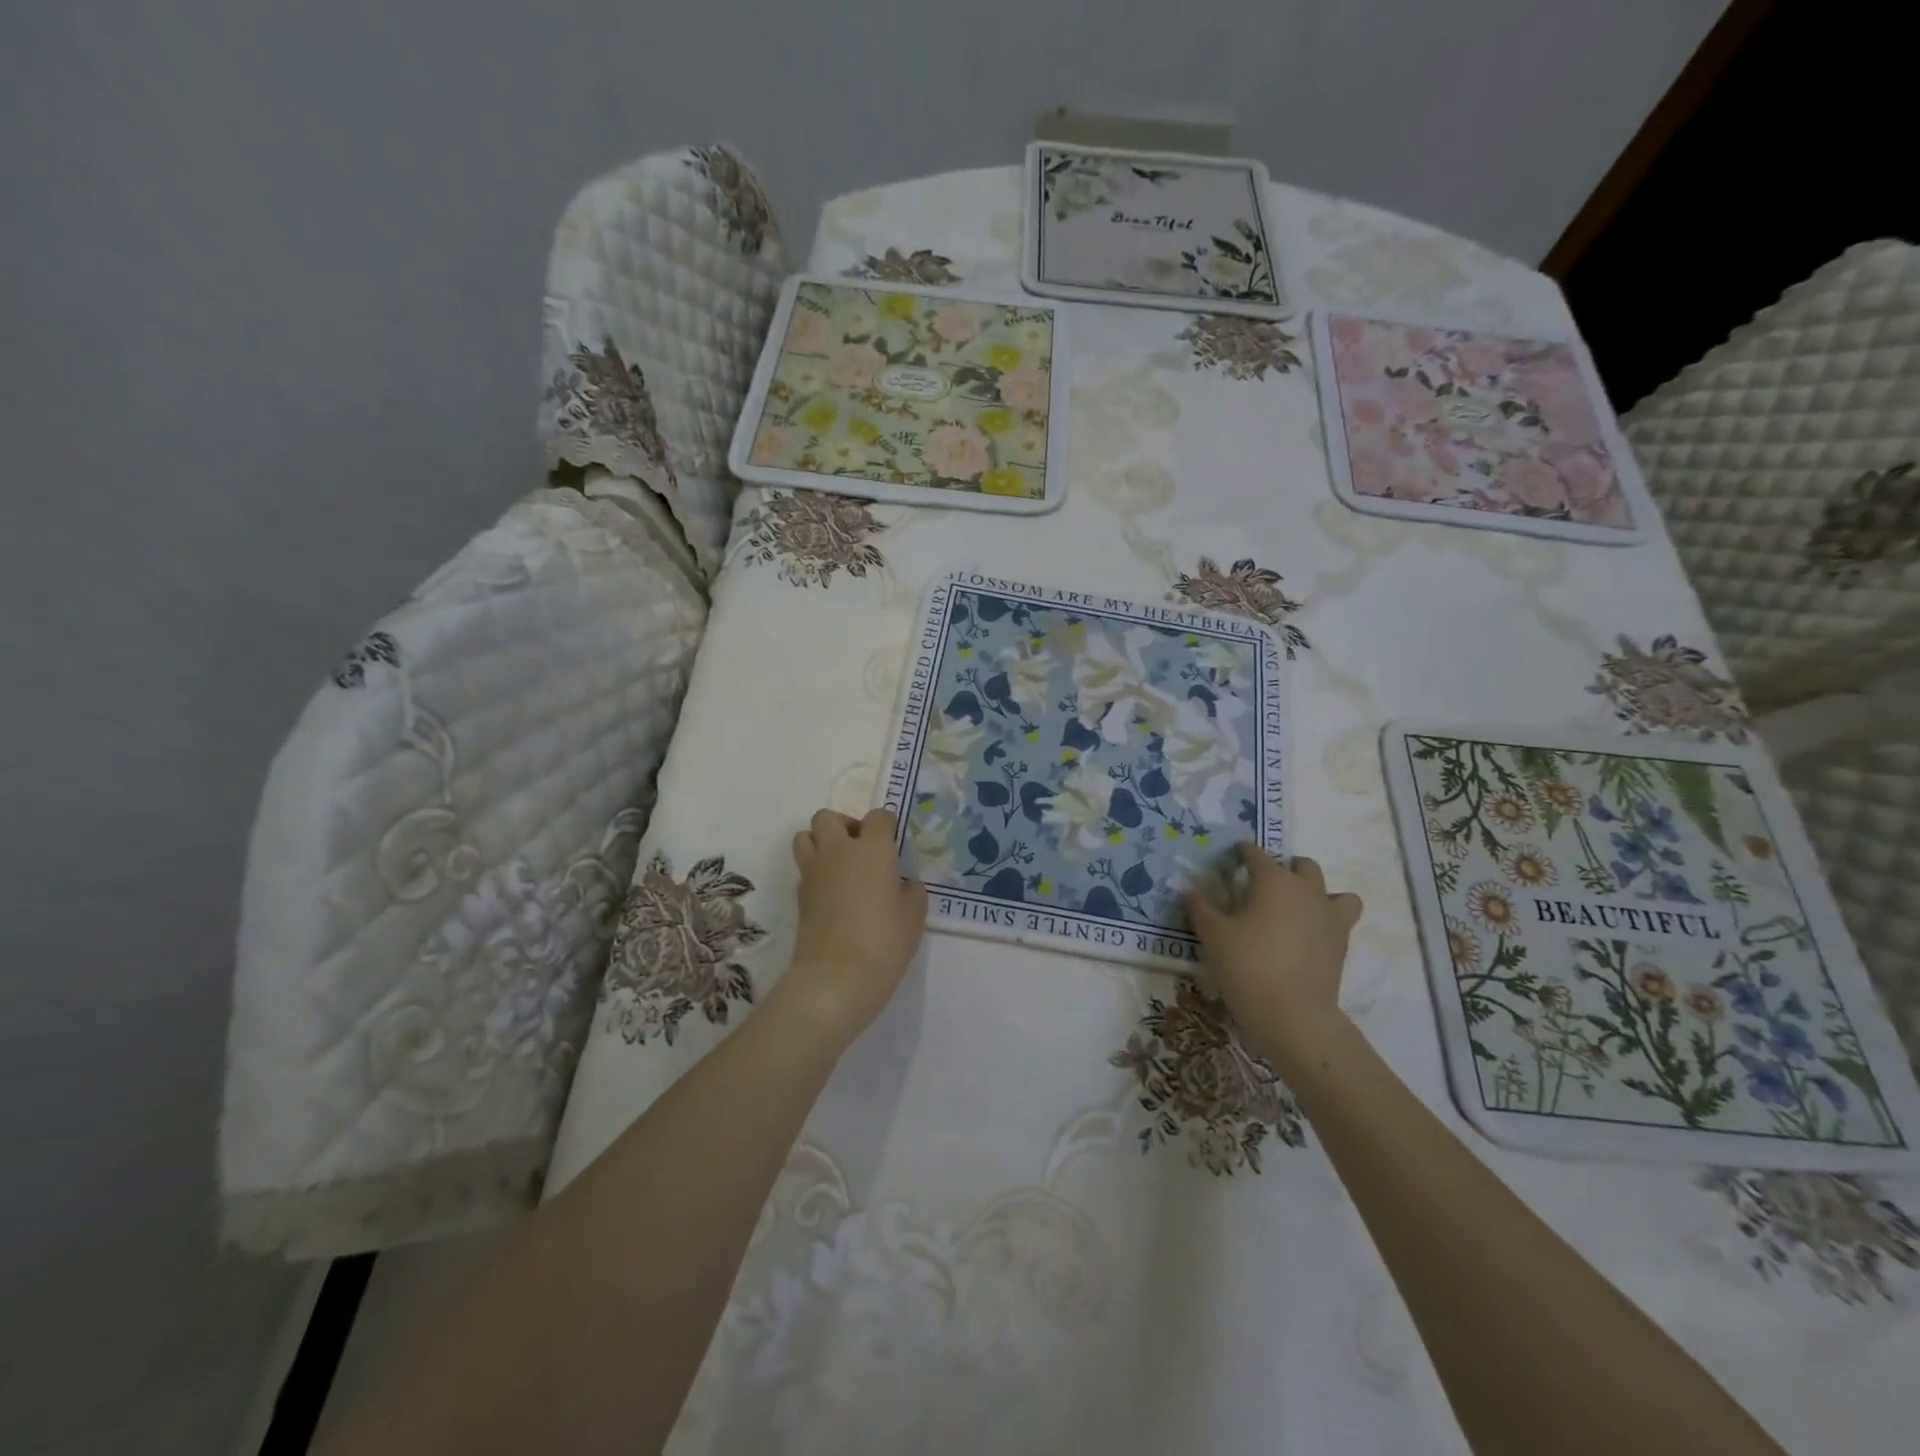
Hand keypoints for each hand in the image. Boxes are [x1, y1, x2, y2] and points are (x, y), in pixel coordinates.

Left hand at [779, 808, 927, 1042]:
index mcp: (872, 849)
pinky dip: (816, 871)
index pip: (878, 816)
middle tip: (861, 849)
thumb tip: (904, 883)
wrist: (836, 977)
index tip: (893, 842)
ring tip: (841, 866)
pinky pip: (804, 868)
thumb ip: (911, 891)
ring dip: (821, 843)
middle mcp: (838, 851)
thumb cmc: (884, 941)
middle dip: (844, 825)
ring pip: (805, 836)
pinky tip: (833, 894)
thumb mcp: (914, 916)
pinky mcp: (799, 895)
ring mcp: (813, 872)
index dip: (886, 825)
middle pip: (828, 817)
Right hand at [1185, 843, 1362, 1069]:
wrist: (1292, 1013)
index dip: (1242, 852)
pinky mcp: (1342, 942)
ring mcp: (1329, 916)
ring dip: (1316, 893)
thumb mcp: (1212, 934)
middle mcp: (1305, 890)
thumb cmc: (1247, 965)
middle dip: (1284, 869)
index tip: (1232, 857)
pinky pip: (1342, 919)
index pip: (1256, 853)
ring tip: (1296, 909)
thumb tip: (1188, 888)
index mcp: (1272, 880)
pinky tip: (1310, 934)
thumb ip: (1199, 907)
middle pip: (1301, 866)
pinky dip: (1329, 920)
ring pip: (1334, 891)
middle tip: (1263, 887)